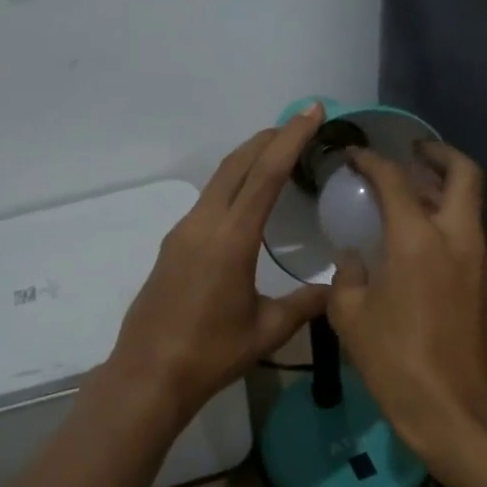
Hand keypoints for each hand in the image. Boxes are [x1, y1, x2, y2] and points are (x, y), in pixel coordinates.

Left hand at [108, 106, 331, 424]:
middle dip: (269, 138)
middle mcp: (203, 224)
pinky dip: (232, 185)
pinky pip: (207, 201)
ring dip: (248, 159)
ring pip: (219, 180)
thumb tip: (338, 289)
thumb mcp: (267, 330)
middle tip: (299, 124)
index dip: (291, 139)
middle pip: (237, 165)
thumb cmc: (211, 354)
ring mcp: (182, 233)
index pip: (266, 174)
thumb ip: (306, 304)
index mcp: (231, 238)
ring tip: (277, 153)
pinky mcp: (172, 246)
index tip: (312, 112)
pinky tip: (246, 200)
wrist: (148, 374)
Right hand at [328, 141, 486, 471]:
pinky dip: (449, 223)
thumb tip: (355, 260)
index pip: (395, 181)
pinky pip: (470, 236)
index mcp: (417, 240)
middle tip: (413, 153)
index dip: (372, 161)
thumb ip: (348, 278)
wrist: (456, 409)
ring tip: (413, 195)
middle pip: (464, 174)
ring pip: (471, 206)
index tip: (355, 156)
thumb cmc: (396, 362)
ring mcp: (480, 261)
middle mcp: (457, 238)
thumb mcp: (351, 319)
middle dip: (439, 154)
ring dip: (446, 190)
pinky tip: (421, 243)